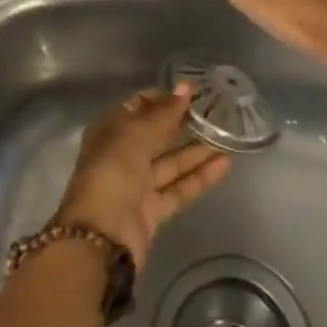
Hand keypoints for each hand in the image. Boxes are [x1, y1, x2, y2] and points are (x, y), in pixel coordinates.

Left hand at [55, 86, 229, 266]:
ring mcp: (136, 185)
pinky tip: (223, 163)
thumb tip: (185, 88)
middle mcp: (121, 156)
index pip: (137, 108)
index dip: (162, 99)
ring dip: (195, 150)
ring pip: (170, 163)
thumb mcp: (135, 135)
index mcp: (109, 132)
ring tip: (225, 136)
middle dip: (181, 123)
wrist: (100, 238)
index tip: (191, 93)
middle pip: (155, 135)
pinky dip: (199, 177)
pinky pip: (178, 188)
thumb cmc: (111, 174)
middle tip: (213, 111)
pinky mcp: (152, 211)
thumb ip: (163, 113)